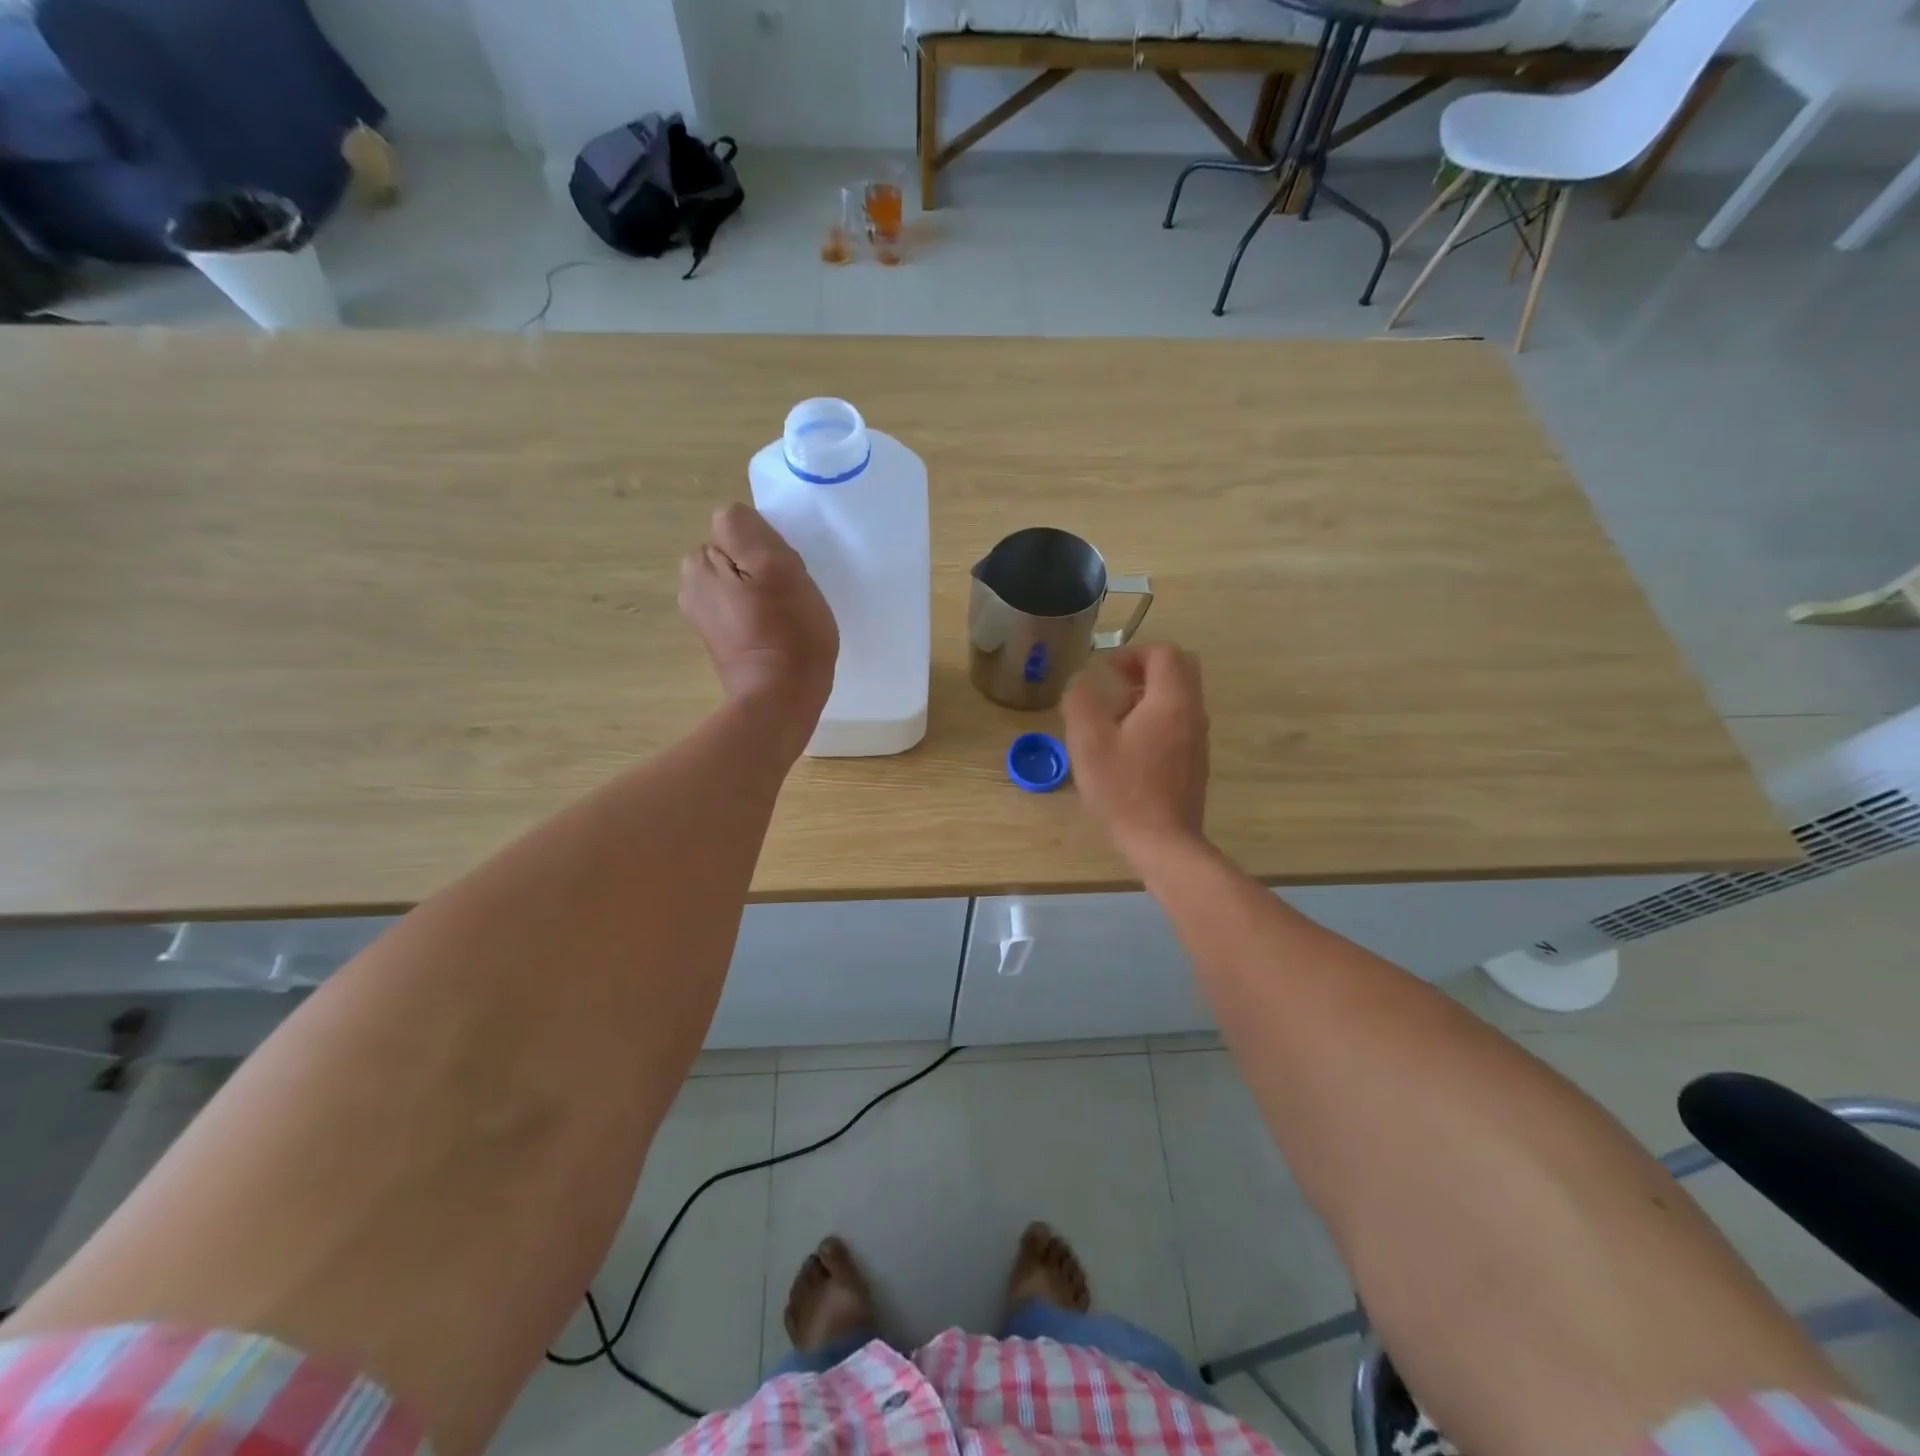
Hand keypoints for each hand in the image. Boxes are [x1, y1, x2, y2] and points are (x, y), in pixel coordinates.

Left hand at [679, 505, 837, 737]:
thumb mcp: (775, 565)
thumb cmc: (787, 632)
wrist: (782, 700)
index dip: (767, 548)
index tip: (784, 576)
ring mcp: (704, 618)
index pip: (738, 529)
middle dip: (763, 570)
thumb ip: (746, 529)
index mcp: (699, 564)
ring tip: (787, 618)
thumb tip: (733, 521)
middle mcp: (691, 587)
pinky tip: (779, 636)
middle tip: (789, 597)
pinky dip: (762, 618)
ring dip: (766, 594)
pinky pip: (745, 612)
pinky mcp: (721, 643)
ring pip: (743, 584)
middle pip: (738, 556)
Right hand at [1064, 644, 1209, 863]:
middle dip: (1147, 669)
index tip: (1108, 669)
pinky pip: (1180, 723)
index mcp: (1170, 701)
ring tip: (1116, 719)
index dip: (1134, 653)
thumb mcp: (1088, 742)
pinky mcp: (1195, 762)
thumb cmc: (1123, 789)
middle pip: (1181, 670)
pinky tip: (1129, 748)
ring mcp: (1198, 739)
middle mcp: (1193, 714)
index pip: (1164, 654)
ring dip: (1150, 695)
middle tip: (1116, 683)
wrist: (1163, 842)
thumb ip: (1081, 701)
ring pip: (1181, 698)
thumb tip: (1082, 680)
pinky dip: (1157, 719)